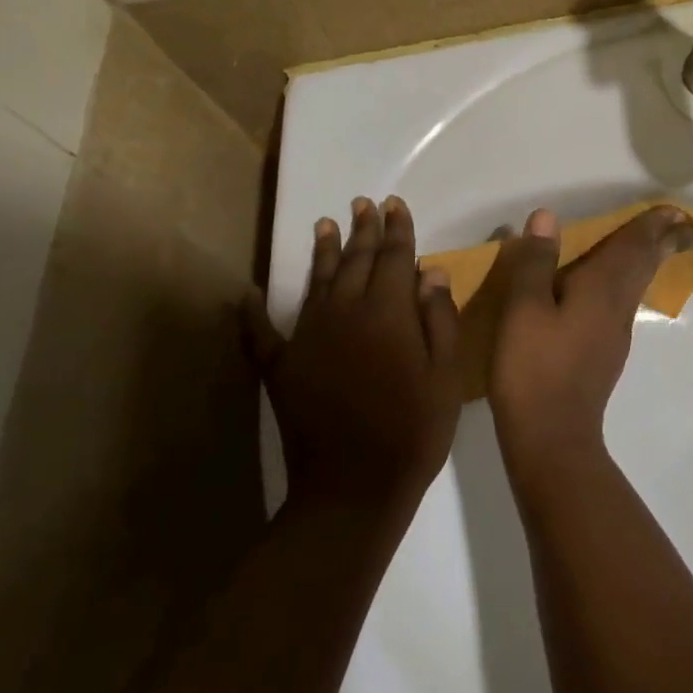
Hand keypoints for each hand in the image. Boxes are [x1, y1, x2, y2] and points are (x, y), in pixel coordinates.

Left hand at [243, 196, 461, 511]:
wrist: (353, 489)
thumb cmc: (413, 430)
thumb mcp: (445, 375)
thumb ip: (438, 318)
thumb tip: (429, 270)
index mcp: (387, 312)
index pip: (394, 256)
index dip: (397, 229)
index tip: (395, 204)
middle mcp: (345, 313)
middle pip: (356, 260)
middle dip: (363, 229)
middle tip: (363, 203)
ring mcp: (308, 338)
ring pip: (317, 281)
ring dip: (323, 251)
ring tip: (325, 223)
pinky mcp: (281, 368)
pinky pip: (262, 334)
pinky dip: (254, 314)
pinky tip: (247, 295)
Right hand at [479, 206, 692, 480]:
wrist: (550, 437)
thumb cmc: (534, 368)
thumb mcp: (523, 309)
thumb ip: (535, 262)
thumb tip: (547, 217)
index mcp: (601, 289)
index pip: (634, 247)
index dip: (653, 226)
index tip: (675, 210)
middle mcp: (616, 307)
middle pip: (646, 266)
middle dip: (666, 243)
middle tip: (687, 227)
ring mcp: (614, 333)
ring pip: (637, 285)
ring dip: (650, 261)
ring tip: (656, 246)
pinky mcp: (604, 353)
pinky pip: (623, 302)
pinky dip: (629, 282)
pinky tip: (614, 289)